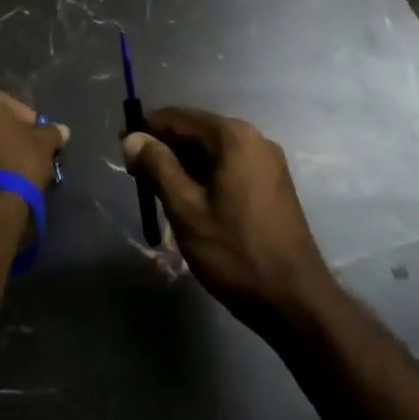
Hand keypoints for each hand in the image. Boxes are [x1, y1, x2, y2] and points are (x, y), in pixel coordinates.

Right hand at [124, 107, 329, 329]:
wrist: (297, 301)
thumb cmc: (236, 253)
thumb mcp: (186, 209)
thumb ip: (157, 167)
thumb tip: (132, 138)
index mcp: (232, 136)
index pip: (178, 118)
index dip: (146, 130)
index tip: (121, 148)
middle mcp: (253, 137)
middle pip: (196, 131)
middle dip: (165, 149)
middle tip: (137, 176)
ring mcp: (267, 160)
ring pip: (212, 151)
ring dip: (184, 165)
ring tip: (159, 193)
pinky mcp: (273, 183)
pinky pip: (229, 166)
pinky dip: (206, 175)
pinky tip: (192, 202)